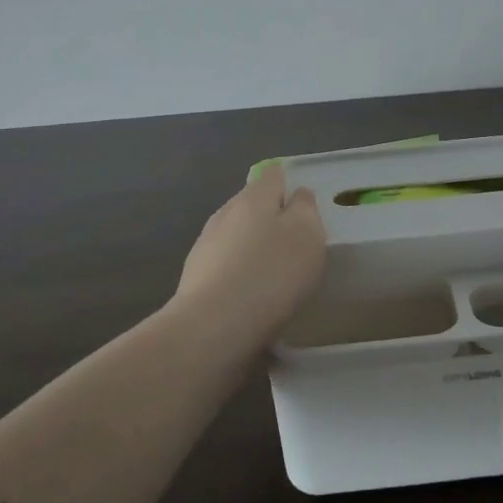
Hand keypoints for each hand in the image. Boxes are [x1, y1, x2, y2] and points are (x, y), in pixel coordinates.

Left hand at [171, 165, 326, 334]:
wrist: (213, 327)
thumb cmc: (270, 275)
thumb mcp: (307, 235)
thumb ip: (305, 208)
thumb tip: (297, 195)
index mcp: (254, 197)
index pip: (273, 175)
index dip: (290, 185)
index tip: (304, 209)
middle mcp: (225, 213)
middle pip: (253, 205)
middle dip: (272, 218)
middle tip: (295, 244)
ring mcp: (206, 244)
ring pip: (237, 235)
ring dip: (254, 247)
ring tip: (275, 274)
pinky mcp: (196, 277)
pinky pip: (226, 264)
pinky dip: (240, 272)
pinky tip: (252, 295)